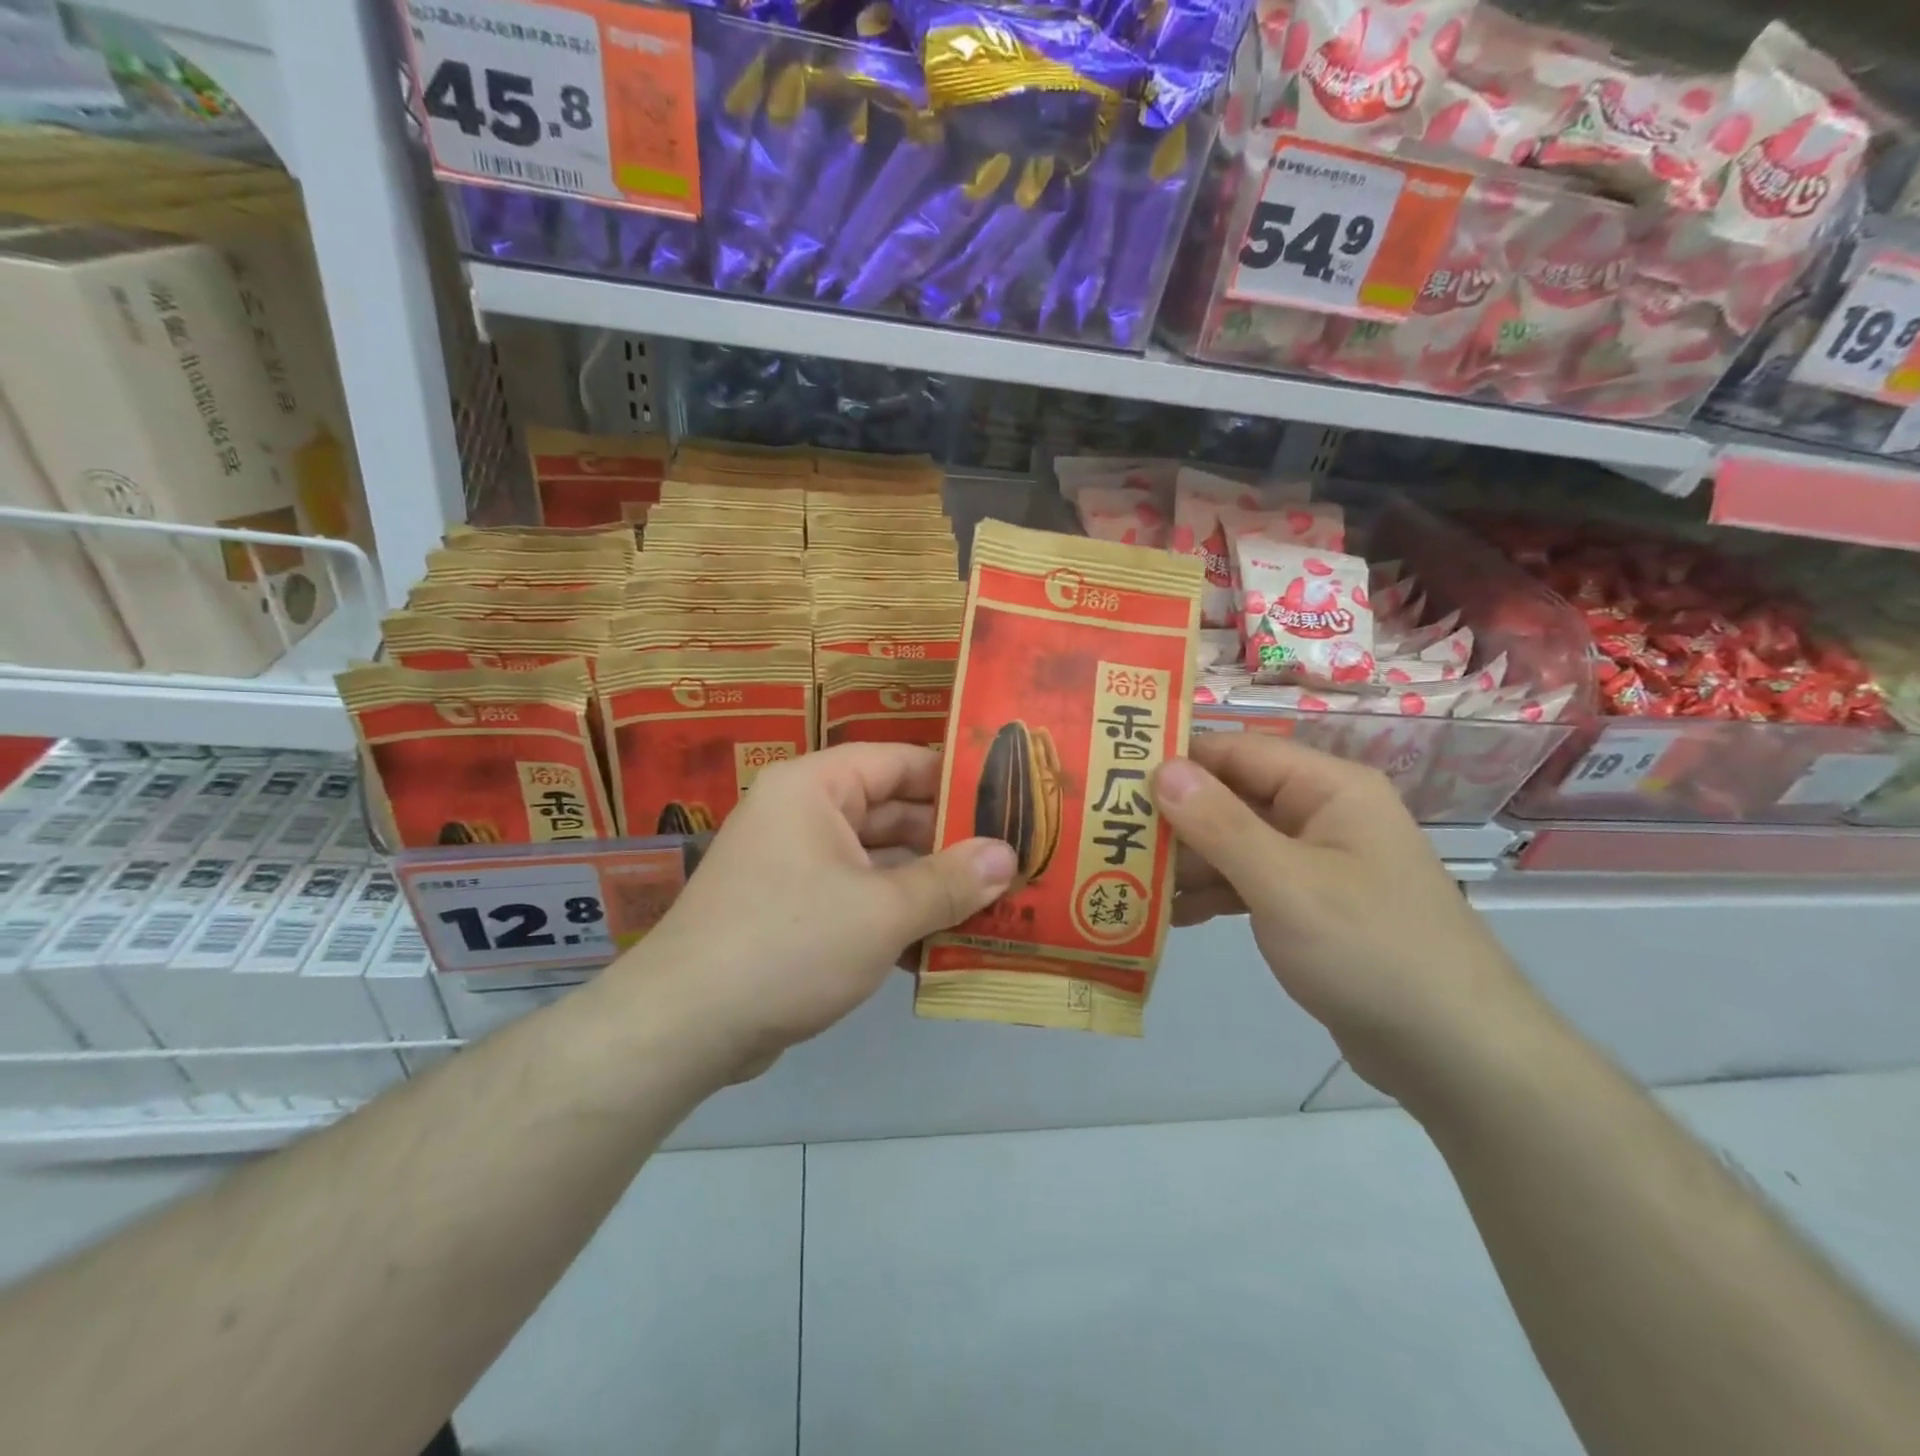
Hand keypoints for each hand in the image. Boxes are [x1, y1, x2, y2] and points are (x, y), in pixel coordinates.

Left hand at [613, 743, 1016, 1077]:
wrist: (686, 1026)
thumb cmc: (789, 944)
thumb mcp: (882, 912)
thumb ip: (949, 882)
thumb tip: (1008, 856)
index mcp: (815, 788)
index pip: (898, 762)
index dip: (954, 779)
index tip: (1009, 799)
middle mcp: (803, 816)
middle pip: (891, 813)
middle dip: (949, 842)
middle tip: (1014, 859)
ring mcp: (795, 866)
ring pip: (877, 862)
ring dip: (928, 885)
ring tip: (996, 903)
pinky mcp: (793, 912)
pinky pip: (857, 899)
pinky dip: (895, 916)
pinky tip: (945, 944)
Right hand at [1151, 733, 1539, 1103]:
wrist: (1455, 1053)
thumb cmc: (1370, 950)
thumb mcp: (1285, 883)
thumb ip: (1219, 824)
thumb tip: (1161, 768)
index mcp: (1328, 789)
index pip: (1239, 751)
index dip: (1178, 759)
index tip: (1115, 773)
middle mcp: (1323, 814)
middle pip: (1233, 798)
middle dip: (1174, 817)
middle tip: (1107, 832)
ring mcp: (1317, 862)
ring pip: (1236, 844)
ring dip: (1187, 861)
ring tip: (1124, 878)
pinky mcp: (1311, 906)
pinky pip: (1250, 883)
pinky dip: (1213, 894)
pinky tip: (1169, 915)